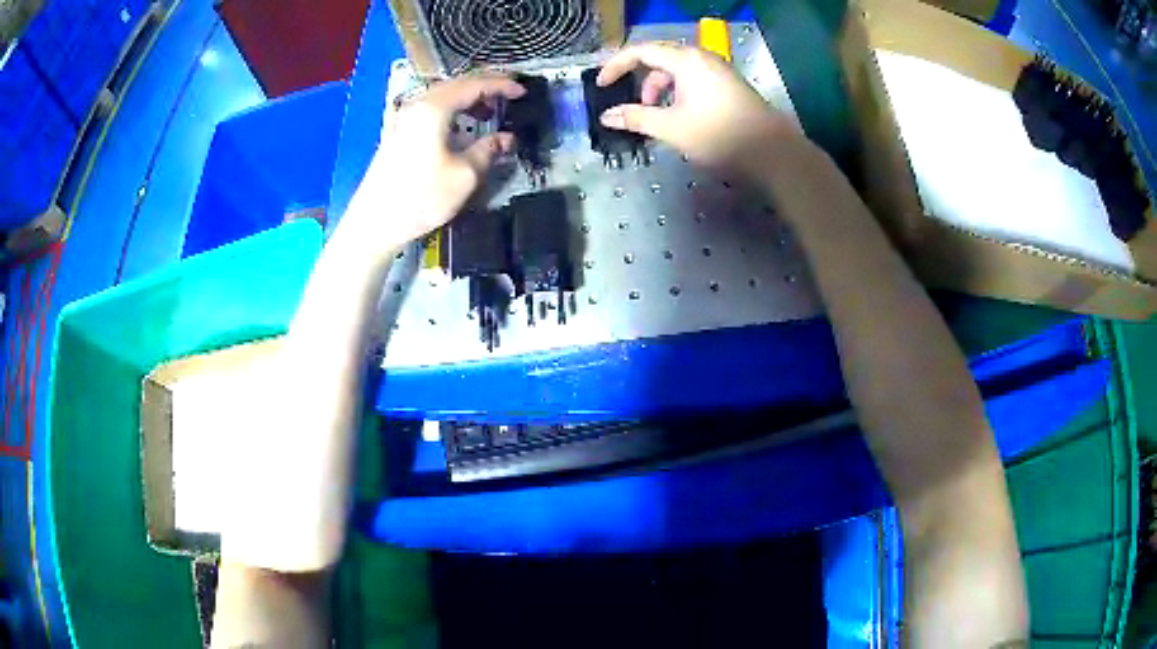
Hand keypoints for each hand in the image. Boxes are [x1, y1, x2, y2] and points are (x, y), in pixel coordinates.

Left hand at [345, 74, 525, 252]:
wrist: (374, 222)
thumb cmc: (420, 198)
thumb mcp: (464, 176)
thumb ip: (488, 150)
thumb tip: (506, 139)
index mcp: (434, 108)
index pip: (474, 85)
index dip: (501, 85)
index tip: (522, 92)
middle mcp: (417, 105)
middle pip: (456, 84)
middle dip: (485, 87)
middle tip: (509, 95)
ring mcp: (404, 117)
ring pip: (443, 95)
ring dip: (468, 98)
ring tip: (489, 112)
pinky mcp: (398, 131)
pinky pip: (431, 108)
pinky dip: (452, 109)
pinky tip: (461, 125)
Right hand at [597, 43, 803, 181]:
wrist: (773, 153)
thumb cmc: (719, 136)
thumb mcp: (671, 128)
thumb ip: (636, 118)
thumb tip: (607, 116)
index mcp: (686, 60)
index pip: (641, 51)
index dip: (616, 66)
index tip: (601, 85)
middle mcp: (703, 58)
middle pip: (660, 58)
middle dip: (641, 80)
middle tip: (633, 105)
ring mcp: (719, 70)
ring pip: (679, 71)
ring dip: (661, 89)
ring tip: (659, 117)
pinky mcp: (730, 85)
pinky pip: (695, 79)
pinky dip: (679, 93)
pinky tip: (682, 117)